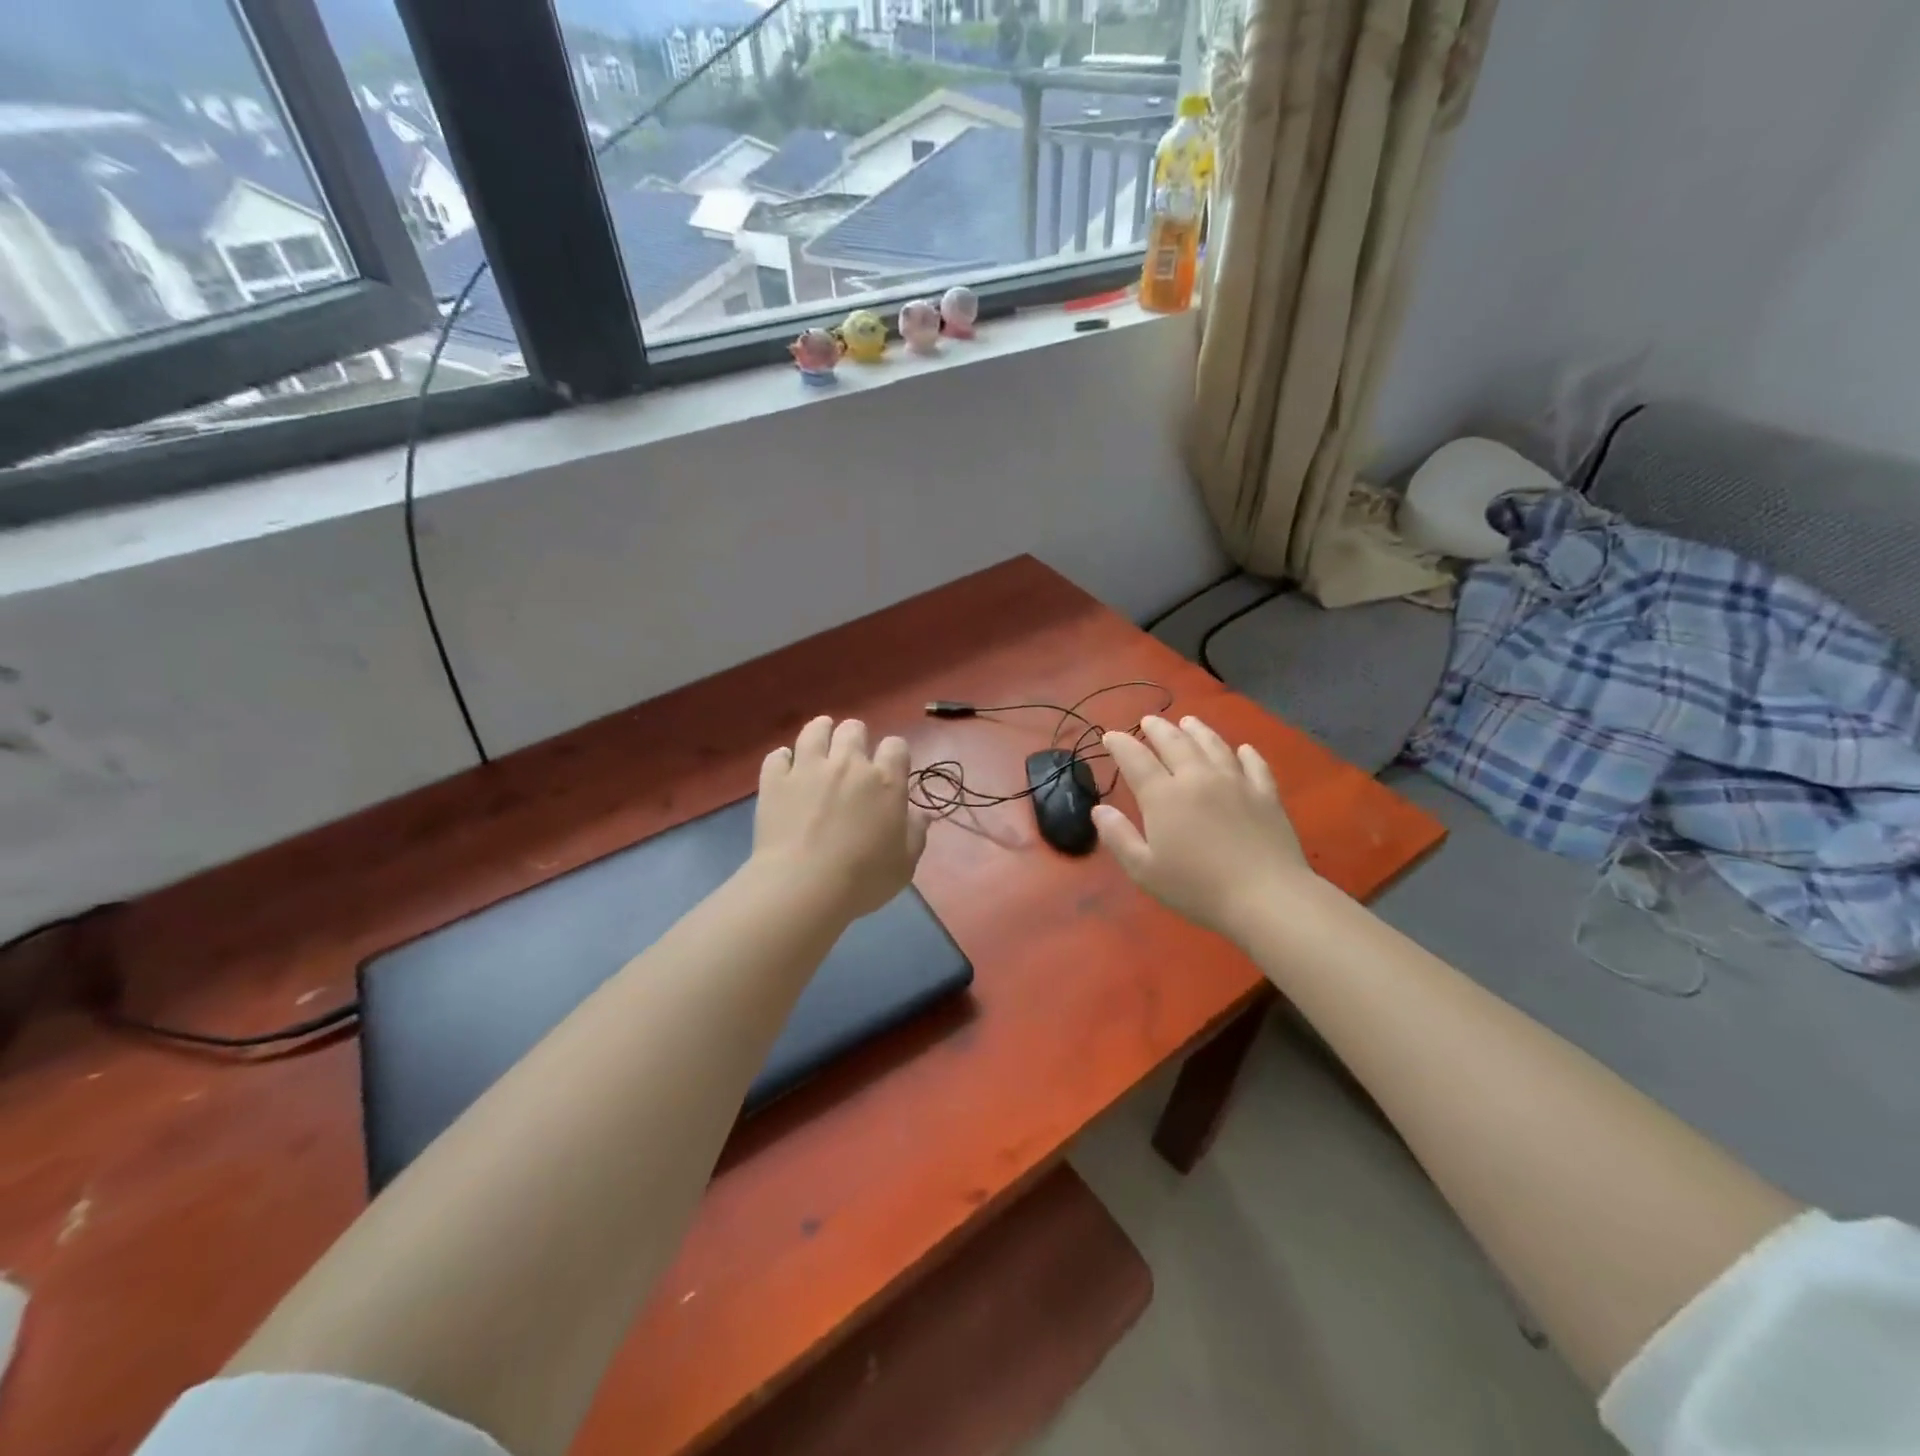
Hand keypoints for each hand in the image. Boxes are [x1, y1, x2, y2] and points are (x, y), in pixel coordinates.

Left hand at [752, 716, 929, 919]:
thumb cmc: (863, 879)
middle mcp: (848, 764)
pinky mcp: (775, 781)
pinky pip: (777, 756)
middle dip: (856, 738)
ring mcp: (808, 768)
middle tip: (852, 758)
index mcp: (885, 781)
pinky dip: (783, 760)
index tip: (890, 769)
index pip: (896, 746)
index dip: (894, 755)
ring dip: (820, 732)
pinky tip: (785, 770)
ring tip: (820, 744)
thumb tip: (921, 814)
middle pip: (853, 729)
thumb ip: (915, 833)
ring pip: (814, 730)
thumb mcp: (904, 863)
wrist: (803, 887)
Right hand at [1093, 715, 1311, 941]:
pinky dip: (1246, 753)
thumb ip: (1119, 837)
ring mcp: (1236, 782)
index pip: (1136, 759)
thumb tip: (1100, 809)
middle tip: (1148, 720)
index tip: (1109, 736)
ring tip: (1188, 721)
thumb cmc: (1197, 889)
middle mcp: (1198, 778)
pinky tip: (1243, 749)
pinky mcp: (1266, 795)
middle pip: (1175, 742)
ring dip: (1197, 730)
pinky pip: (1255, 765)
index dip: (1120, 744)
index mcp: (1164, 796)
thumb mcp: (1144, 870)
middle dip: (1158, 729)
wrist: (1266, 897)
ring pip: (1213, 745)